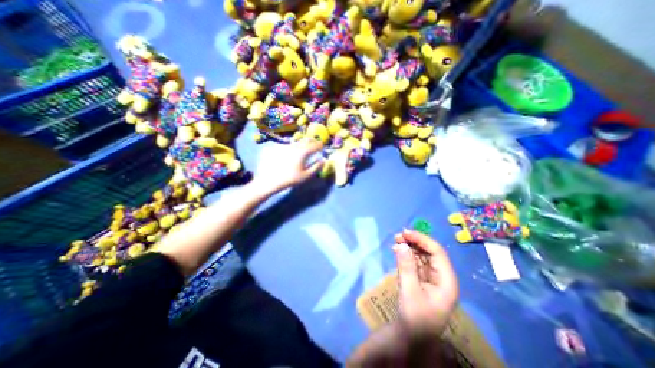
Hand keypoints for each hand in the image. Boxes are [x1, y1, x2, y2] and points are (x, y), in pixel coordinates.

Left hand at [252, 139, 322, 195]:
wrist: (269, 180)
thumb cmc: (290, 179)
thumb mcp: (306, 176)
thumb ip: (316, 167)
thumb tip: (324, 160)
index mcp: (303, 152)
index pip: (315, 145)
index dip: (320, 145)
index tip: (322, 147)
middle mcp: (295, 146)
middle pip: (306, 140)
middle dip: (312, 142)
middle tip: (315, 145)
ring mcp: (285, 146)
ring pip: (298, 142)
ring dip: (303, 144)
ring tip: (305, 148)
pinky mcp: (278, 148)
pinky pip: (289, 145)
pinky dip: (294, 147)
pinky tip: (292, 153)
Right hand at [394, 229, 458, 336]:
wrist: (412, 337)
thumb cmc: (415, 318)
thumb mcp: (410, 291)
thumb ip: (406, 267)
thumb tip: (400, 245)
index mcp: (446, 281)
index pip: (437, 253)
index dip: (422, 239)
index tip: (405, 233)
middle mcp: (442, 276)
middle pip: (430, 252)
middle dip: (414, 242)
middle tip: (397, 237)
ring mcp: (432, 277)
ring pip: (423, 255)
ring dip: (410, 247)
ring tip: (395, 242)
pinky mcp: (423, 279)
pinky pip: (416, 262)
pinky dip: (407, 255)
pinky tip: (397, 251)